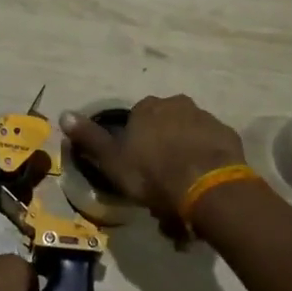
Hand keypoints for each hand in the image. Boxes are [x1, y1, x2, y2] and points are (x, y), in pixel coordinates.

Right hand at [60, 94, 246, 220]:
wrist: (206, 186)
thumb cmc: (152, 173)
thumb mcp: (113, 160)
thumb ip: (89, 138)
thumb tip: (63, 114)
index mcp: (147, 107)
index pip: (136, 117)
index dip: (135, 141)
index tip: (136, 165)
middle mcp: (177, 104)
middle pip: (165, 123)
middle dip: (162, 145)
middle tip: (160, 179)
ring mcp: (206, 117)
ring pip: (189, 134)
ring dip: (185, 152)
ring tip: (183, 187)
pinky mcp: (228, 135)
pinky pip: (212, 146)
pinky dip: (206, 159)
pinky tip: (203, 183)